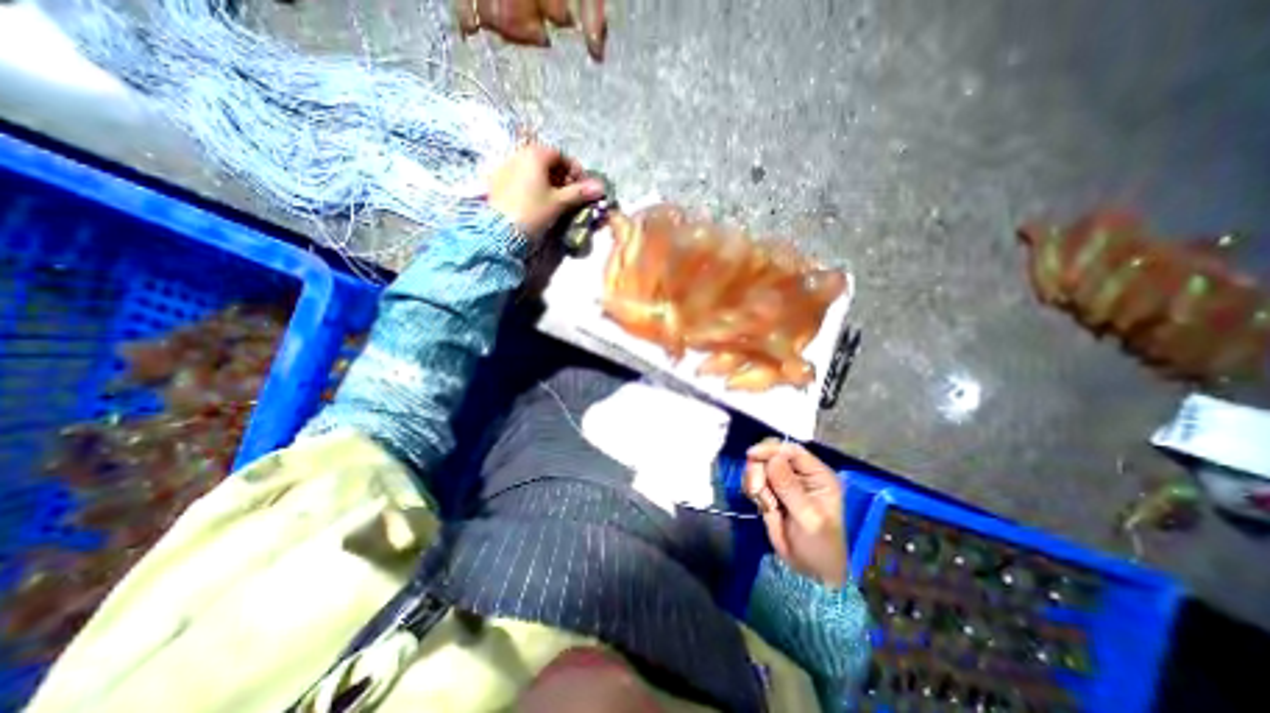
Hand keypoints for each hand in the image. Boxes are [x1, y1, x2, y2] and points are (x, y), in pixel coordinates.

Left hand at [488, 142, 604, 237]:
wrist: (500, 229)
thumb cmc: (533, 211)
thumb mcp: (559, 202)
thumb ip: (580, 193)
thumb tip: (600, 187)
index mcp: (535, 154)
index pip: (561, 156)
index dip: (575, 171)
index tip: (582, 187)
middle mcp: (519, 153)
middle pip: (546, 161)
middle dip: (561, 176)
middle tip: (570, 195)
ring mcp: (505, 166)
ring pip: (533, 169)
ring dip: (547, 181)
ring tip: (554, 200)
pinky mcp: (497, 180)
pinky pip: (520, 177)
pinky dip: (532, 185)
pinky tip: (536, 201)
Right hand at [741, 437, 845, 587]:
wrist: (807, 570)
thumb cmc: (819, 545)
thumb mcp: (809, 518)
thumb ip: (790, 488)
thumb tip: (773, 460)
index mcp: (817, 475)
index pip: (792, 450)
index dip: (771, 449)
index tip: (751, 455)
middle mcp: (799, 473)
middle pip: (771, 454)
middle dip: (760, 469)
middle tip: (758, 490)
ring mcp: (783, 481)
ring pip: (759, 466)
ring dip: (755, 481)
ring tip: (766, 504)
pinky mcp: (769, 490)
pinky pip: (753, 479)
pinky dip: (752, 489)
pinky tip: (762, 505)